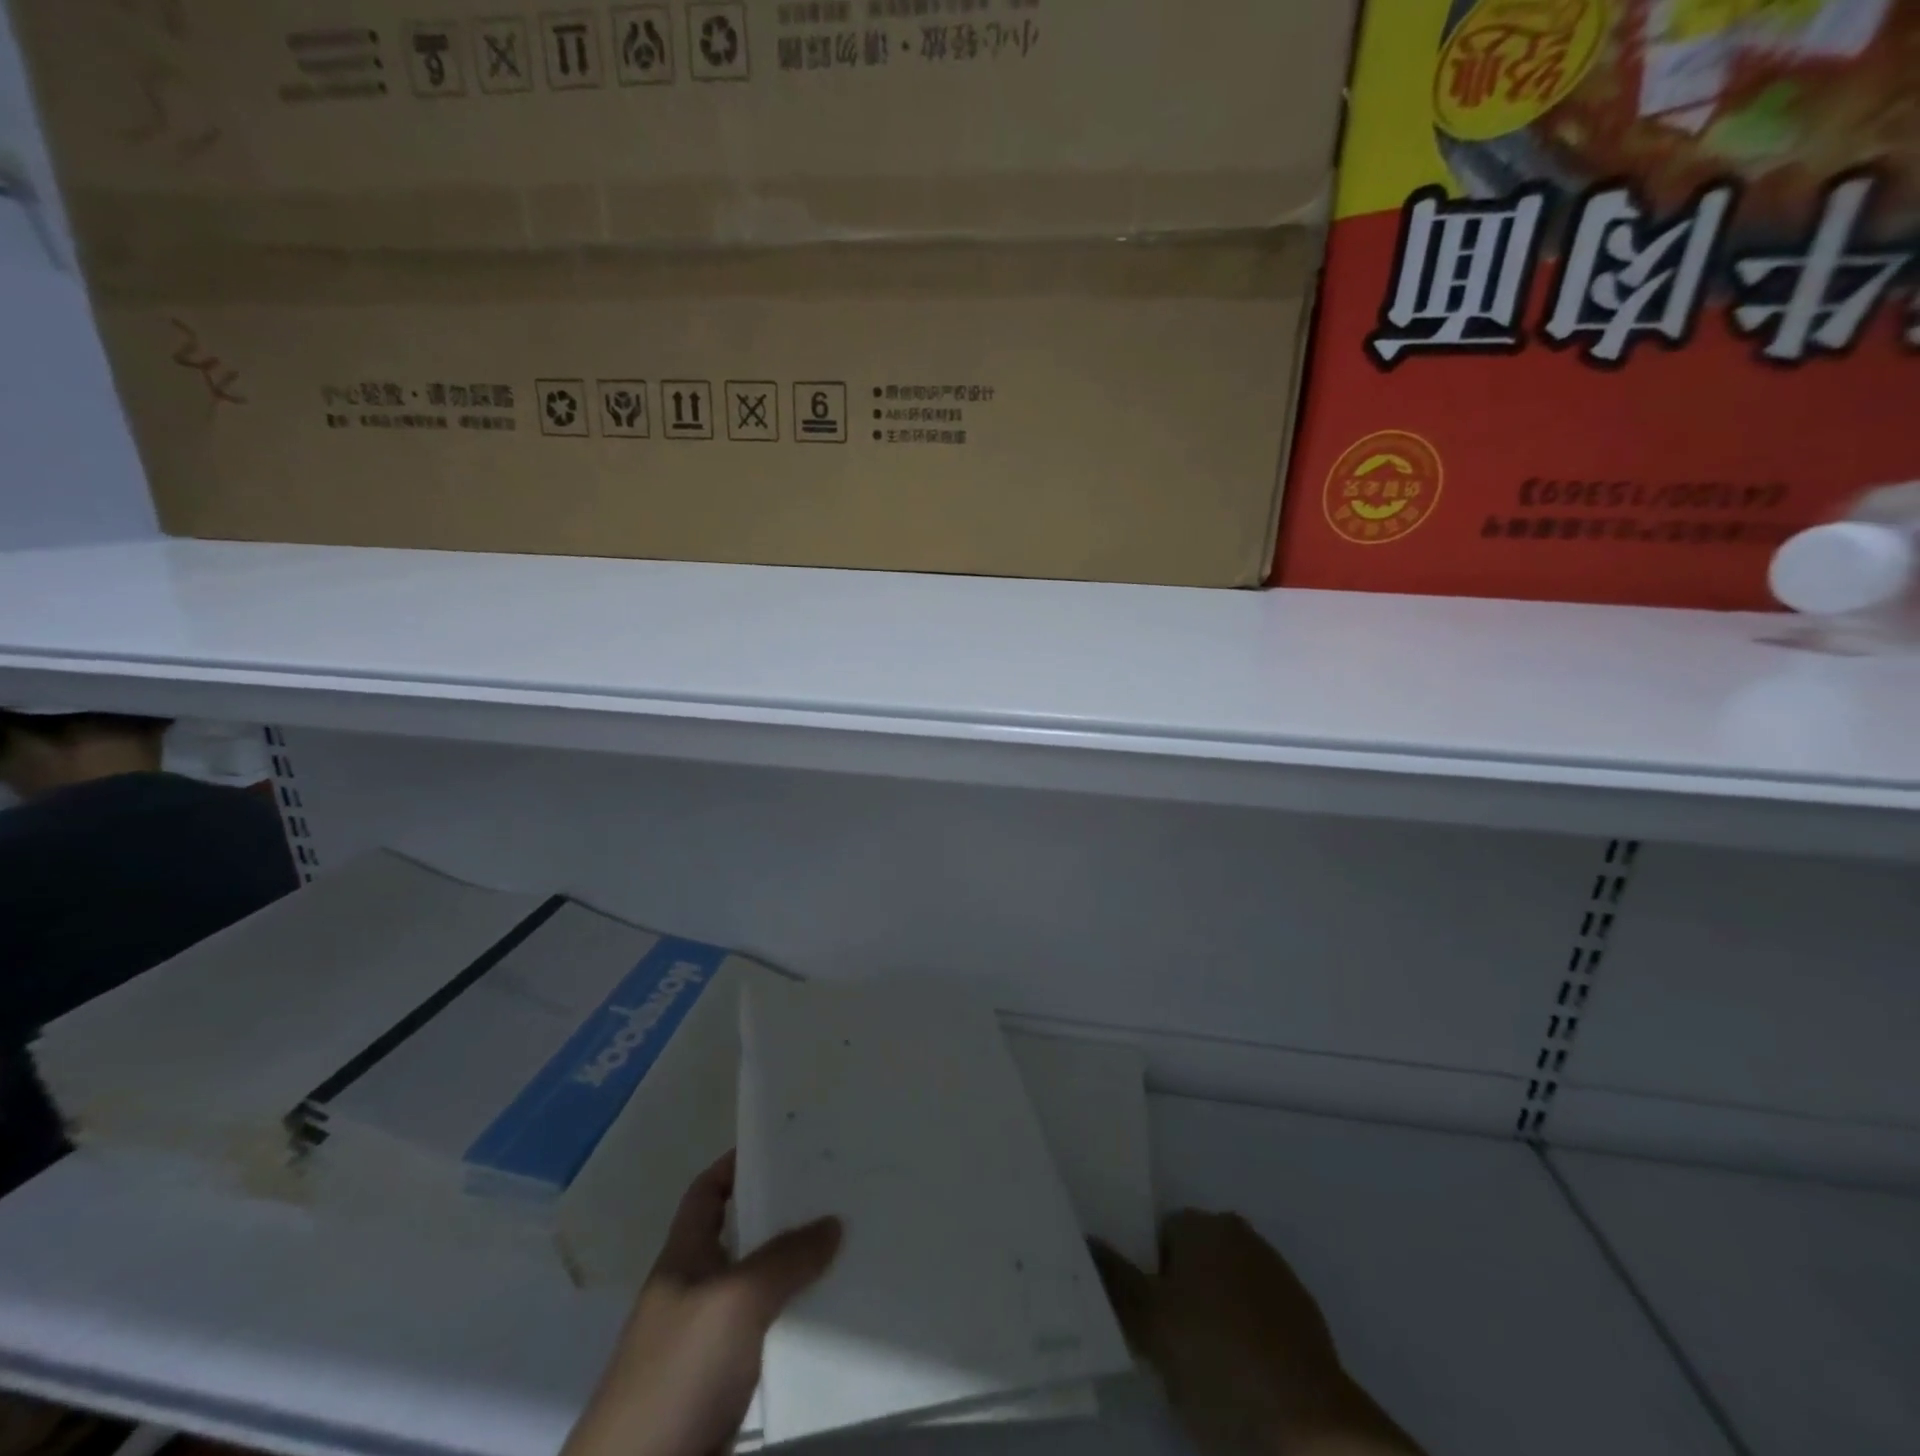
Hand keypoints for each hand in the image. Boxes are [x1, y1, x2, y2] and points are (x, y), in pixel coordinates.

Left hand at [563, 1152, 841, 1455]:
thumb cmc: (676, 1375)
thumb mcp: (734, 1301)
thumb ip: (785, 1258)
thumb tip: (833, 1222)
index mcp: (683, 1258)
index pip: (707, 1192)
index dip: (737, 1164)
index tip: (784, 1146)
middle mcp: (696, 1293)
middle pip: (743, 1238)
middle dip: (786, 1217)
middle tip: (837, 1194)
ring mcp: (710, 1346)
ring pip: (762, 1292)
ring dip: (800, 1275)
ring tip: (852, 1250)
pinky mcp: (727, 1391)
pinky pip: (771, 1341)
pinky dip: (801, 1327)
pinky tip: (838, 1322)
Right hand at [1092, 1212, 1422, 1455]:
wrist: (1313, 1432)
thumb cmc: (1219, 1364)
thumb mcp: (1149, 1325)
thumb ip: (1114, 1280)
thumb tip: (1086, 1239)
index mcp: (1204, 1225)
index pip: (1158, 1235)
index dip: (1146, 1276)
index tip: (1144, 1320)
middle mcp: (1241, 1236)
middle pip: (1193, 1260)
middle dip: (1179, 1296)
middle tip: (1167, 1348)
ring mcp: (1278, 1277)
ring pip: (1226, 1290)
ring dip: (1213, 1319)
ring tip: (1203, 1373)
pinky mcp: (1305, 1322)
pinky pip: (1258, 1320)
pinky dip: (1245, 1341)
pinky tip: (1240, 1383)